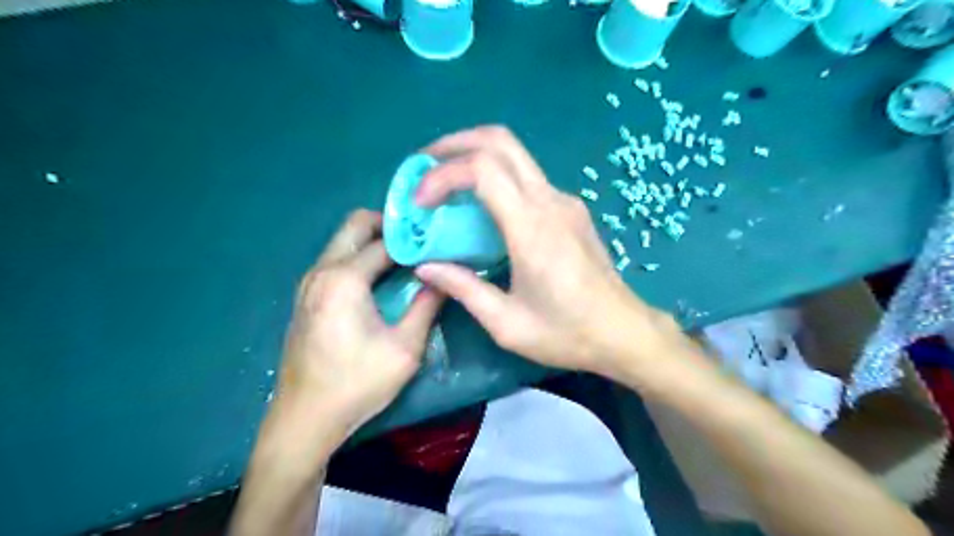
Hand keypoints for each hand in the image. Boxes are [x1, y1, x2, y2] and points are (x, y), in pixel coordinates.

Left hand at [273, 209, 443, 443]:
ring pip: (344, 241)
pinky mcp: (306, 296)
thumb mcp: (405, 348)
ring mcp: (309, 282)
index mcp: (344, 279)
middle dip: (389, 226)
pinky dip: (360, 257)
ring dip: (374, 241)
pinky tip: (381, 279)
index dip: (415, 239)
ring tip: (406, 259)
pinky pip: (336, 259)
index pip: (385, 241)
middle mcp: (321, 270)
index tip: (438, 241)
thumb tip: (446, 276)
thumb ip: (427, 306)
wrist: (304, 419)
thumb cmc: (357, 384)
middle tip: (419, 243)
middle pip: (356, 224)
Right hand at [412, 126, 677, 378]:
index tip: (420, 202)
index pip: (482, 169)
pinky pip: (528, 178)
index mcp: (532, 228)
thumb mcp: (506, 323)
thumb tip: (425, 267)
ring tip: (445, 182)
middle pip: (500, 141)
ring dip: (475, 157)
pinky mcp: (571, 209)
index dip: (442, 174)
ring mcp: (565, 201)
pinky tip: (481, 206)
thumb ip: (463, 289)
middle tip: (424, 164)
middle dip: (456, 143)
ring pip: (515, 155)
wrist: (624, 332)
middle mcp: (550, 202)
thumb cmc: (567, 333)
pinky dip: (496, 178)